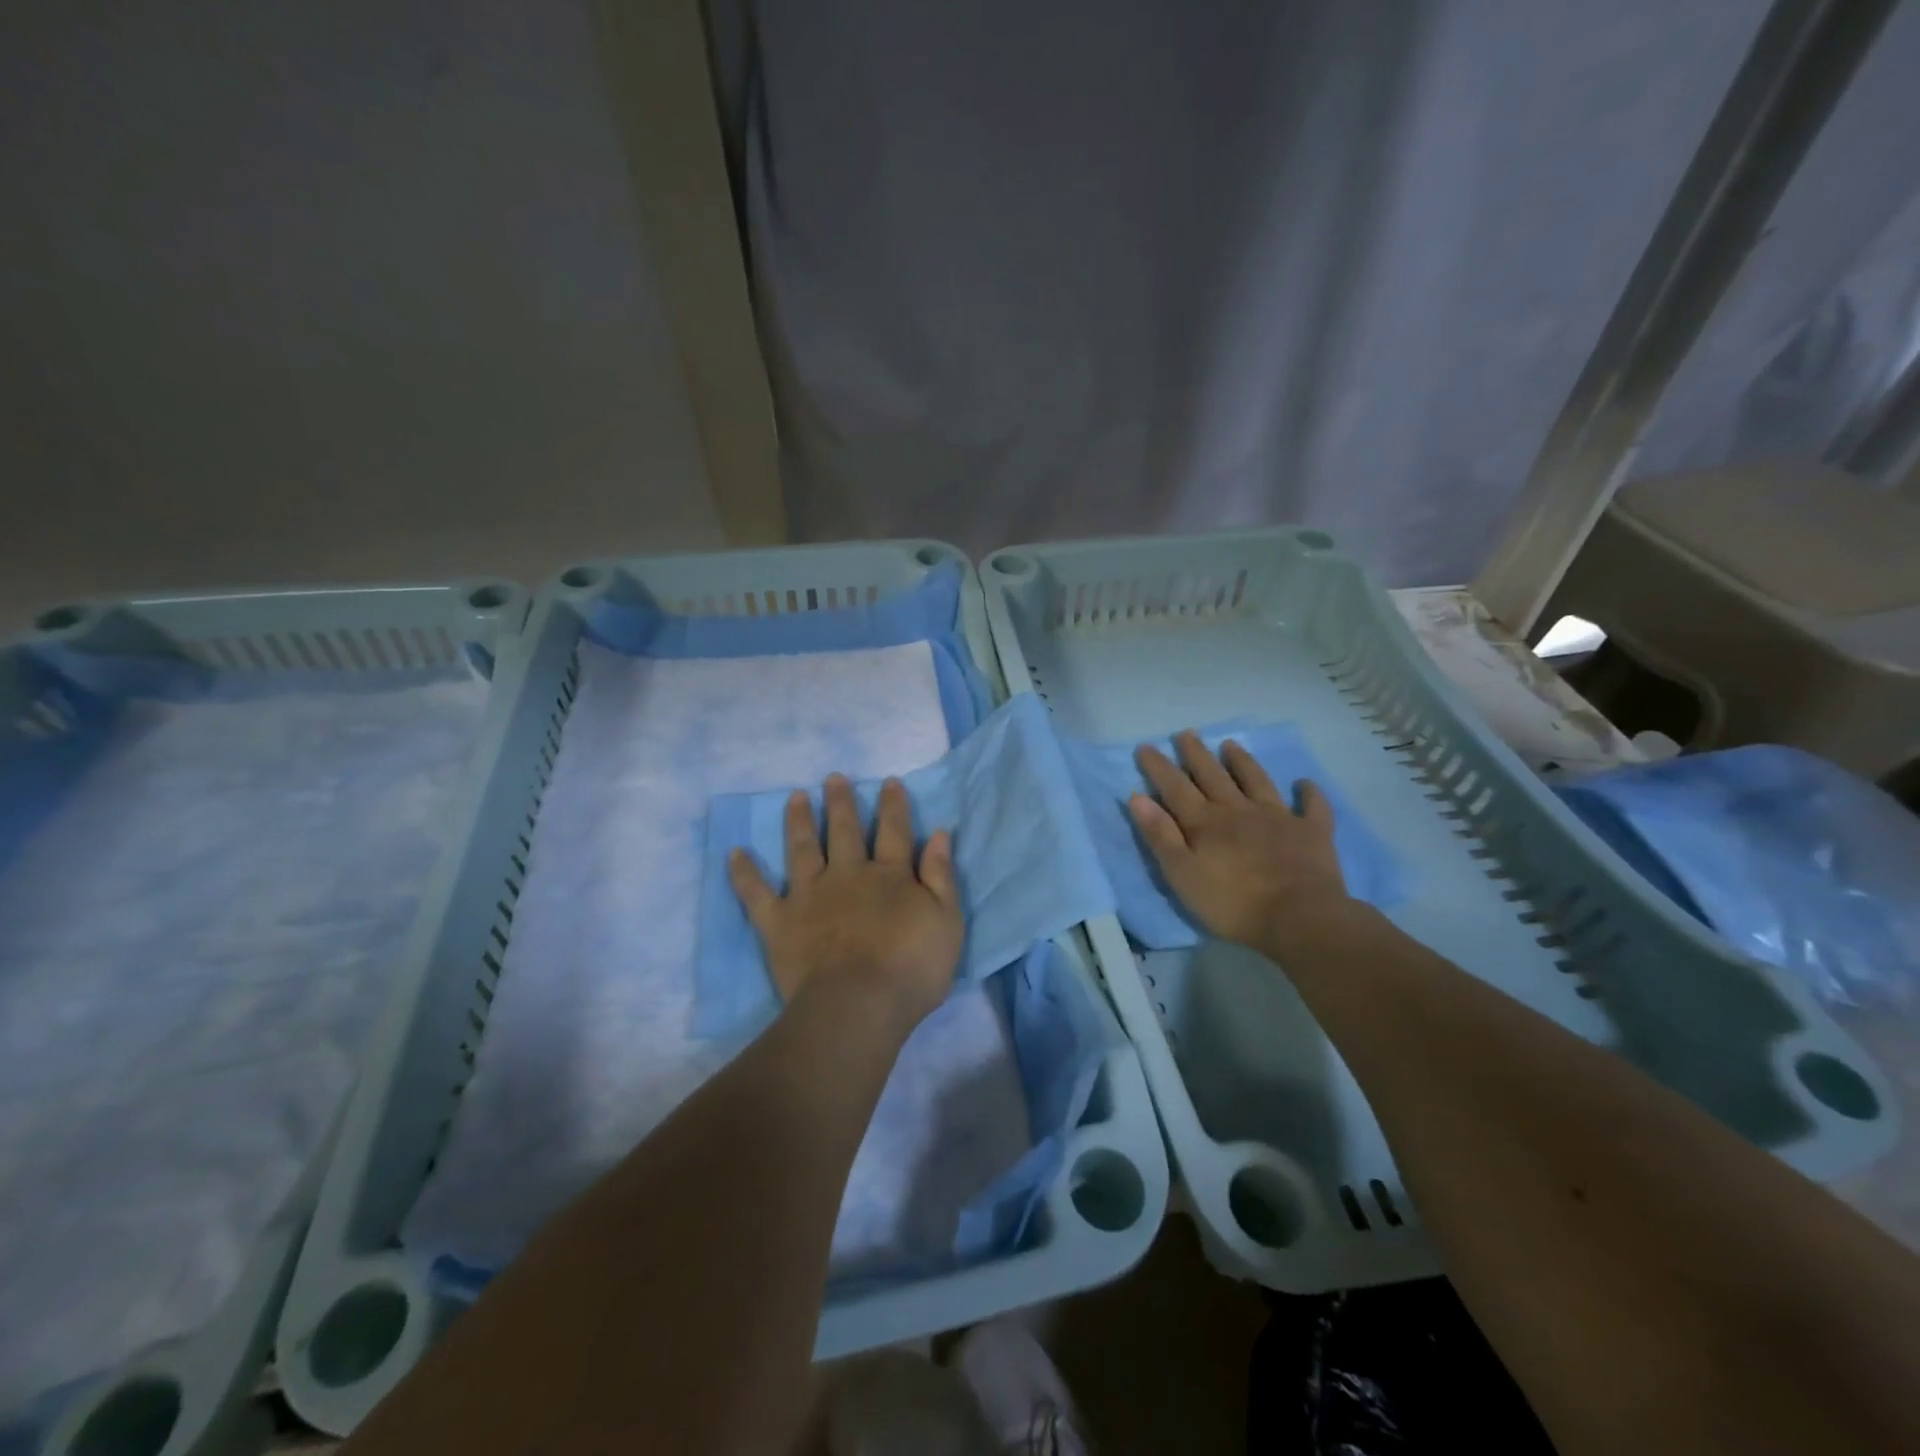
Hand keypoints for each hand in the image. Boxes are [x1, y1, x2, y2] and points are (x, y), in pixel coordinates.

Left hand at [729, 774, 963, 1034]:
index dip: (893, 806)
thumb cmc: (911, 969)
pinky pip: (757, 893)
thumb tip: (939, 833)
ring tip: (795, 797)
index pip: (895, 832)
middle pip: (845, 831)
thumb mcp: (946, 922)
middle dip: (841, 803)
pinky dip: (744, 873)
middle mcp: (848, 875)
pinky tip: (735, 853)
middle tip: (833, 778)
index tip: (889, 782)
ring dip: (799, 821)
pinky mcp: (780, 922)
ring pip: (803, 849)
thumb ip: (941, 876)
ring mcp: (810, 896)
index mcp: (890, 876)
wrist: (857, 1005)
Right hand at [1129, 731, 1356, 954]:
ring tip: (1230, 744)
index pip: (1175, 787)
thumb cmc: (1233, 903)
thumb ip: (1160, 835)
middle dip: (1197, 754)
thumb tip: (1138, 797)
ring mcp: (1278, 817)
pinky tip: (1305, 784)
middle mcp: (1238, 810)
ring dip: (1242, 762)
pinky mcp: (1311, 832)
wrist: (1299, 918)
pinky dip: (1309, 794)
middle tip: (1186, 733)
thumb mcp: (1182, 874)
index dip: (1159, 766)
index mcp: (1205, 822)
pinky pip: (1312, 807)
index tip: (1146, 746)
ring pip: (1256, 781)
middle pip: (1213, 775)